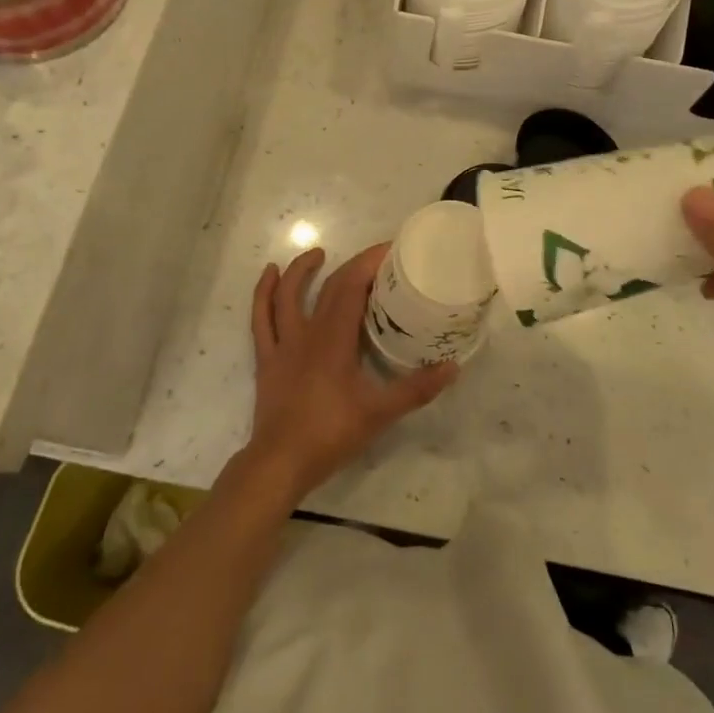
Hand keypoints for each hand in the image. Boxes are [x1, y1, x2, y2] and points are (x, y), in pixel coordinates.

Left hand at [243, 244, 458, 501]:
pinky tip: (269, 275)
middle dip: (352, 265)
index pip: (352, 286)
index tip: (391, 250)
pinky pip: (261, 318)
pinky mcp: (267, 359)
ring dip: (301, 270)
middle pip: (328, 287)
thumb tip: (452, 367)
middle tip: (375, 258)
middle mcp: (307, 332)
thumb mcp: (380, 413)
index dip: (369, 263)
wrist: (280, 462)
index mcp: (334, 338)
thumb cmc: (330, 433)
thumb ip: (416, 389)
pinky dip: (263, 293)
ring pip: (286, 295)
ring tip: (317, 253)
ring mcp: (283, 344)